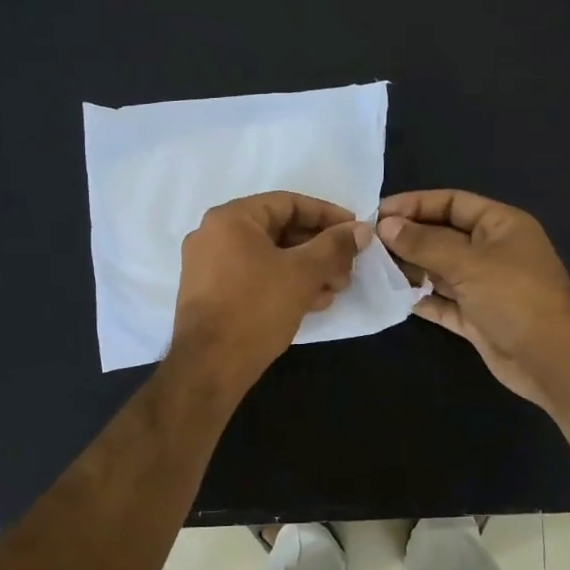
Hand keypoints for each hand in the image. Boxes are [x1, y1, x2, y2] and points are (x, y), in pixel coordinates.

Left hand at [170, 192, 370, 389]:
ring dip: (306, 269)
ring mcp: (208, 266)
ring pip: (269, 256)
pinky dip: (284, 283)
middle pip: (279, 230)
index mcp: (231, 218)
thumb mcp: (303, 273)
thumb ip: (334, 246)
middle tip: (347, 268)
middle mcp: (214, 235)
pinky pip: (254, 276)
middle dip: (319, 249)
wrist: (209, 366)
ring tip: (335, 289)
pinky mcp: (211, 294)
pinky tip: (313, 302)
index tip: (355, 232)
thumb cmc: (256, 308)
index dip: (327, 215)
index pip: (288, 203)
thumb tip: (361, 230)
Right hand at [377, 190, 569, 410]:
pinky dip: (420, 298)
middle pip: (443, 235)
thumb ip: (424, 243)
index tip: (377, 213)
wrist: (552, 360)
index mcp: (500, 225)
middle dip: (408, 237)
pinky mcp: (476, 317)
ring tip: (372, 267)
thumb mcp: (468, 262)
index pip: (452, 203)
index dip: (415, 204)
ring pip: (440, 270)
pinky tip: (391, 296)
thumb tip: (385, 225)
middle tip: (367, 242)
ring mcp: (484, 286)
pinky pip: (442, 302)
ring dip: (410, 268)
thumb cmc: (515, 297)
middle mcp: (492, 251)